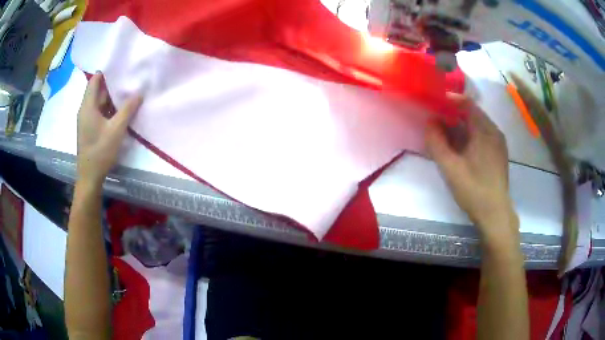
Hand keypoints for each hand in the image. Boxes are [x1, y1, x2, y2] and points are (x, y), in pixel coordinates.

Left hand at [77, 72, 141, 184]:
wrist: (90, 176)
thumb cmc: (100, 151)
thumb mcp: (116, 129)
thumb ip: (128, 109)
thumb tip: (139, 93)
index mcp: (87, 106)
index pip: (94, 80)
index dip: (106, 72)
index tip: (121, 68)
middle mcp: (85, 110)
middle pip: (97, 91)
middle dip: (112, 85)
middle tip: (128, 81)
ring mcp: (86, 120)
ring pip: (99, 102)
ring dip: (111, 98)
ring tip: (127, 94)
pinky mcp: (89, 129)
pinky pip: (99, 112)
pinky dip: (108, 109)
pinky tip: (120, 112)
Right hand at [425, 94, 516, 239]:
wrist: (495, 214)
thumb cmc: (473, 190)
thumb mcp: (450, 168)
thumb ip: (436, 143)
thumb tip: (429, 122)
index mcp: (485, 130)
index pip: (467, 103)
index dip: (449, 100)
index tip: (434, 103)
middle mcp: (494, 132)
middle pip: (472, 113)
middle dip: (453, 114)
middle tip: (436, 120)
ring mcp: (498, 143)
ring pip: (477, 126)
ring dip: (461, 126)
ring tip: (445, 134)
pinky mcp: (498, 154)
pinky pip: (482, 136)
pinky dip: (469, 136)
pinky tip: (460, 148)